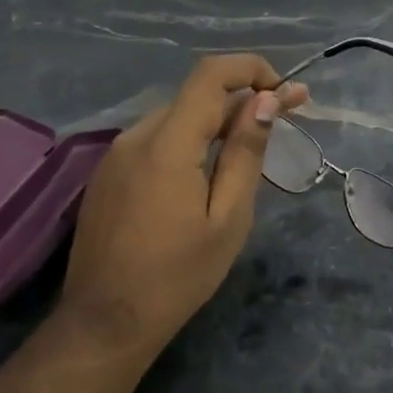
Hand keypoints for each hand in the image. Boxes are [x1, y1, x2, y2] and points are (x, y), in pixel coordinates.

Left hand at [64, 55, 306, 360]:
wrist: (105, 323)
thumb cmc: (177, 276)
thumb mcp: (228, 217)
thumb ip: (245, 151)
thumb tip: (266, 100)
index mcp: (166, 144)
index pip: (210, 75)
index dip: (251, 69)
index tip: (286, 91)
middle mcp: (136, 136)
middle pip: (196, 95)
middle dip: (244, 97)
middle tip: (287, 115)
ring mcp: (116, 154)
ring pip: (177, 116)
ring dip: (218, 119)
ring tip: (252, 144)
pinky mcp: (109, 173)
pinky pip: (157, 138)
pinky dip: (191, 138)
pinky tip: (209, 168)